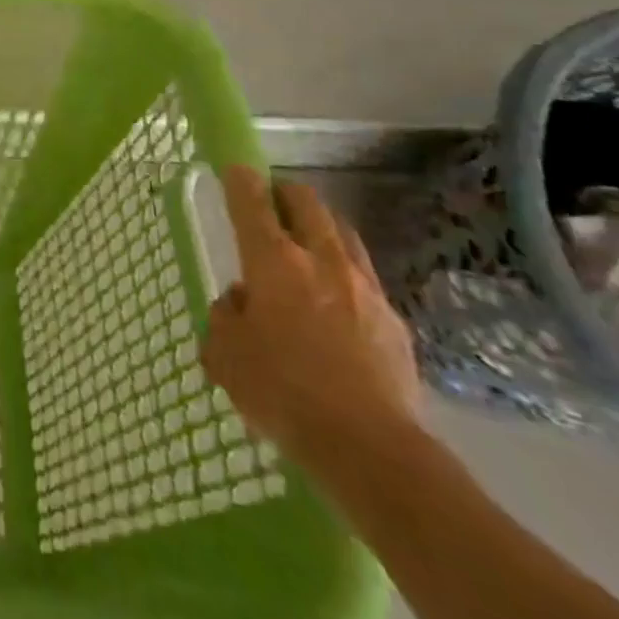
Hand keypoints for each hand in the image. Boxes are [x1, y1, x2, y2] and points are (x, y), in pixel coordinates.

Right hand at [200, 167, 422, 482]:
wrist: (371, 449)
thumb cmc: (281, 391)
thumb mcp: (224, 353)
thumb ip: (225, 317)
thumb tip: (241, 304)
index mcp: (273, 261)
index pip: (252, 202)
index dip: (240, 180)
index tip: (235, 170)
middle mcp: (320, 261)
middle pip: (307, 204)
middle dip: (286, 192)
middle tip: (271, 198)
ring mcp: (364, 289)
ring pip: (343, 234)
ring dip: (321, 226)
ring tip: (307, 240)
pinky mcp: (393, 323)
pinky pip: (364, 280)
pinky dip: (344, 274)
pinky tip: (335, 301)